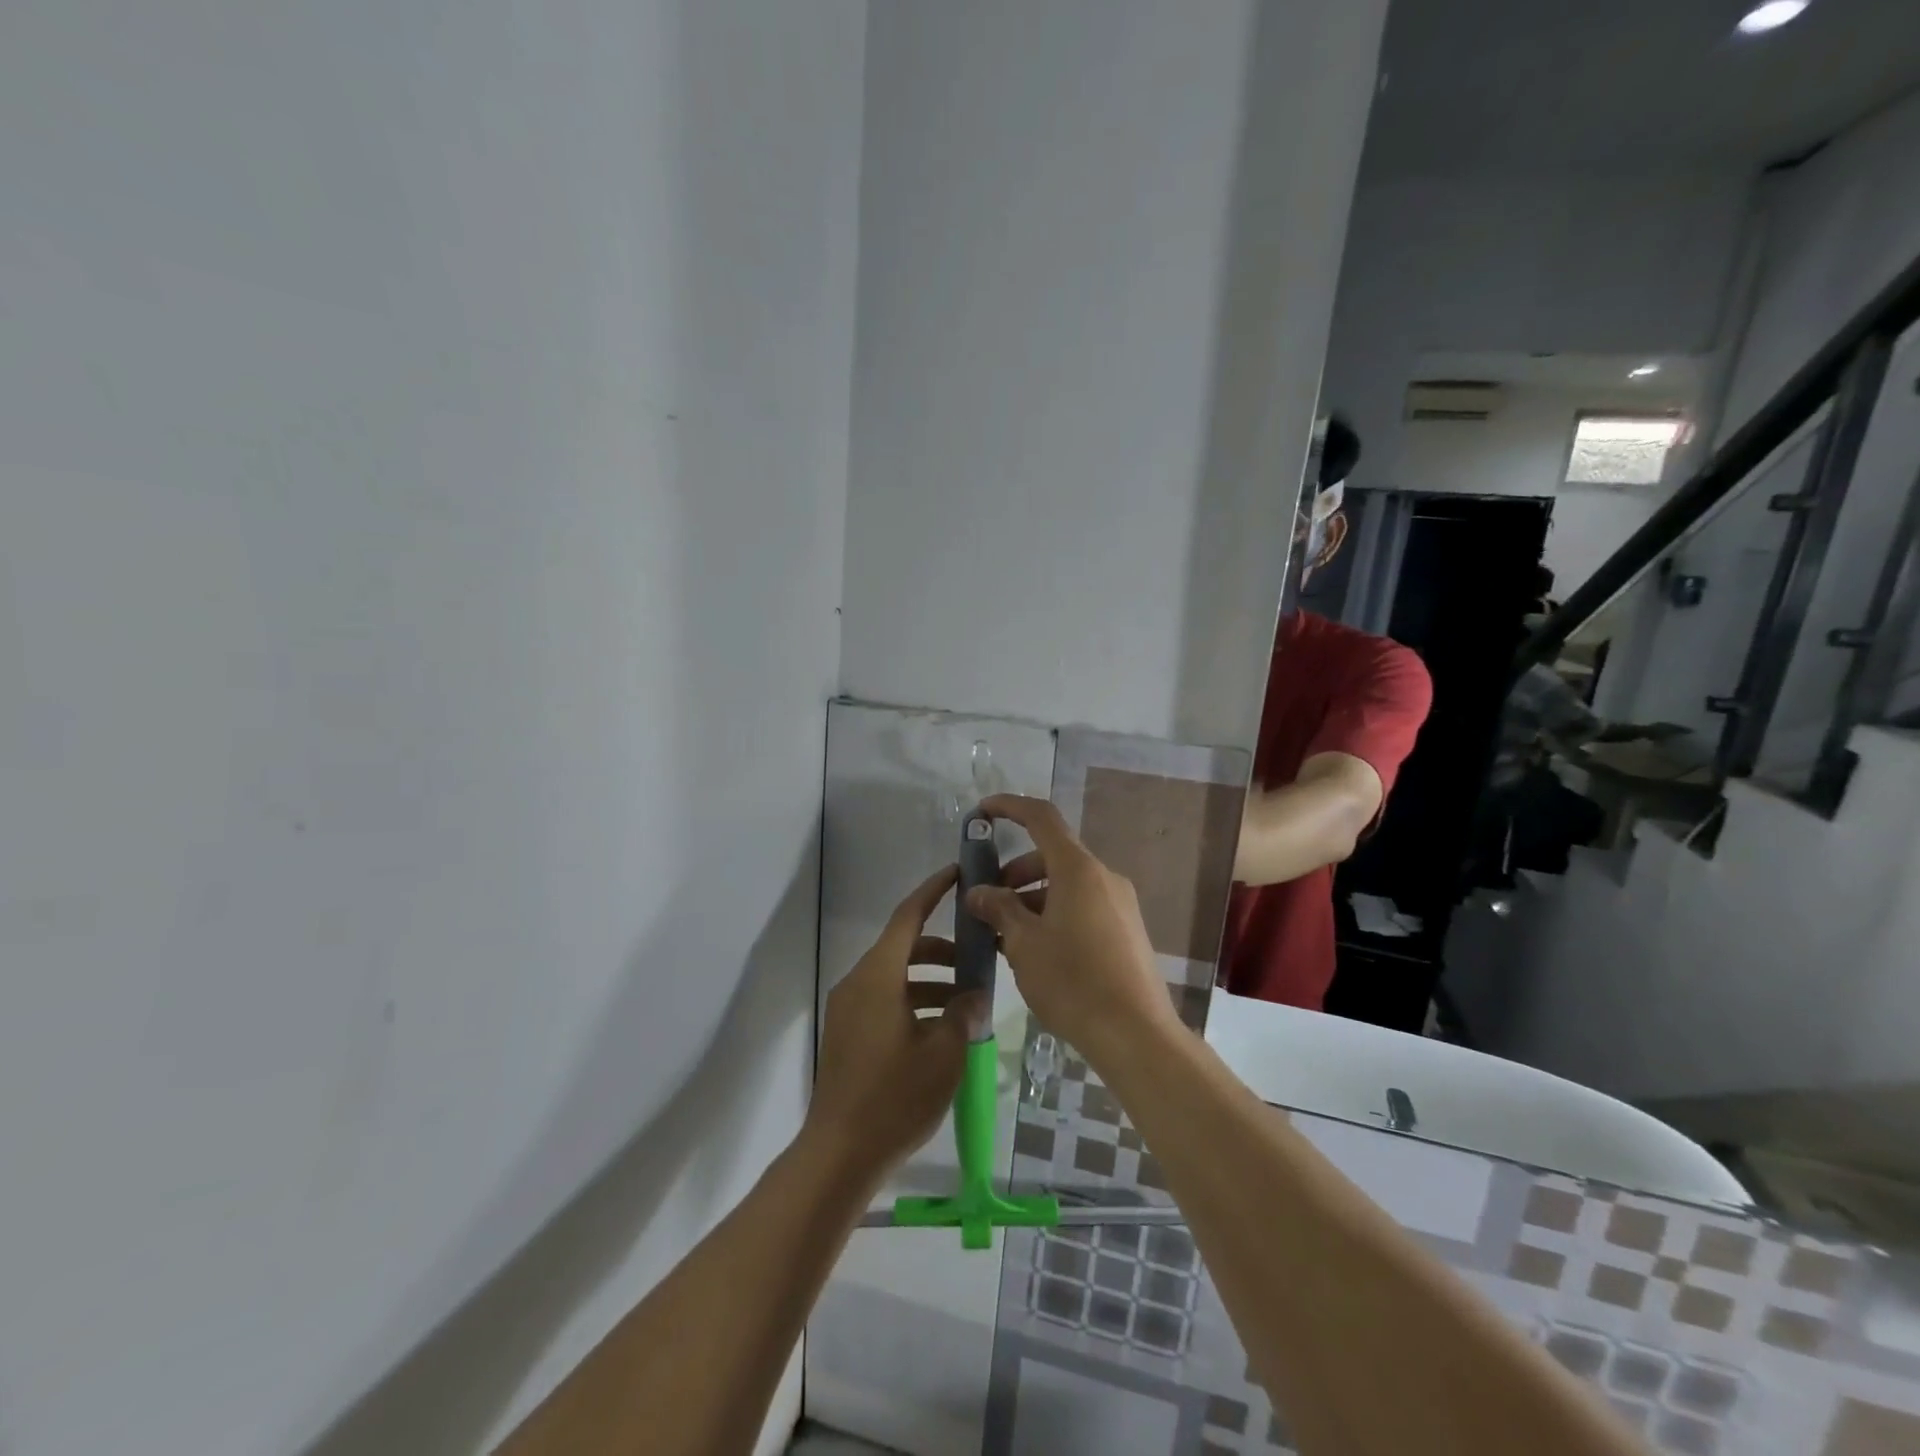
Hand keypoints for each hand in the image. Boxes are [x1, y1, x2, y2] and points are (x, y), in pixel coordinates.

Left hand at [802, 864, 975, 1183]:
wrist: (839, 1153)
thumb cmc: (895, 1097)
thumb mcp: (943, 1053)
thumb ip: (963, 1014)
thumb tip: (973, 995)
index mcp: (878, 977)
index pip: (908, 917)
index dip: (933, 891)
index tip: (957, 873)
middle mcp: (858, 983)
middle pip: (904, 948)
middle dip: (942, 949)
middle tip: (978, 958)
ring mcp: (849, 1010)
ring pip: (895, 977)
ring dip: (931, 980)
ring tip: (968, 1002)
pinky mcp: (848, 1034)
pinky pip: (885, 1001)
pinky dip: (914, 1001)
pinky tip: (942, 1029)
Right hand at [965, 795, 1180, 1068]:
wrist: (1135, 1034)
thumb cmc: (1073, 980)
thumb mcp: (1023, 943)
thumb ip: (998, 909)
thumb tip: (979, 891)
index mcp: (1078, 869)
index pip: (1041, 818)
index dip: (1009, 807)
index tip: (981, 812)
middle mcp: (1103, 877)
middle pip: (1051, 857)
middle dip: (1013, 873)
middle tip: (985, 903)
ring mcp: (1119, 904)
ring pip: (1065, 886)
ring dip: (1030, 900)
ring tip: (1003, 937)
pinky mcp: (1126, 931)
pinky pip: (1082, 908)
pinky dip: (1053, 915)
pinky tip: (1034, 953)